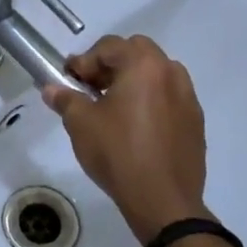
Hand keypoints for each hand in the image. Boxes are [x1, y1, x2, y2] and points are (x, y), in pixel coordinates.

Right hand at [41, 34, 212, 243]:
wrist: (163, 200)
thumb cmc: (118, 153)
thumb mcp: (81, 124)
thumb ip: (65, 99)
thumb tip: (51, 88)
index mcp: (144, 66)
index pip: (109, 46)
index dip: (84, 61)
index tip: (69, 81)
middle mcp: (171, 73)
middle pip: (137, 52)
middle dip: (111, 64)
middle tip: (91, 88)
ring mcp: (188, 98)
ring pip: (157, 74)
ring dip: (133, 80)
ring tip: (113, 107)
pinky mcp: (195, 122)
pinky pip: (169, 98)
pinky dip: (150, 100)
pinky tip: (135, 127)